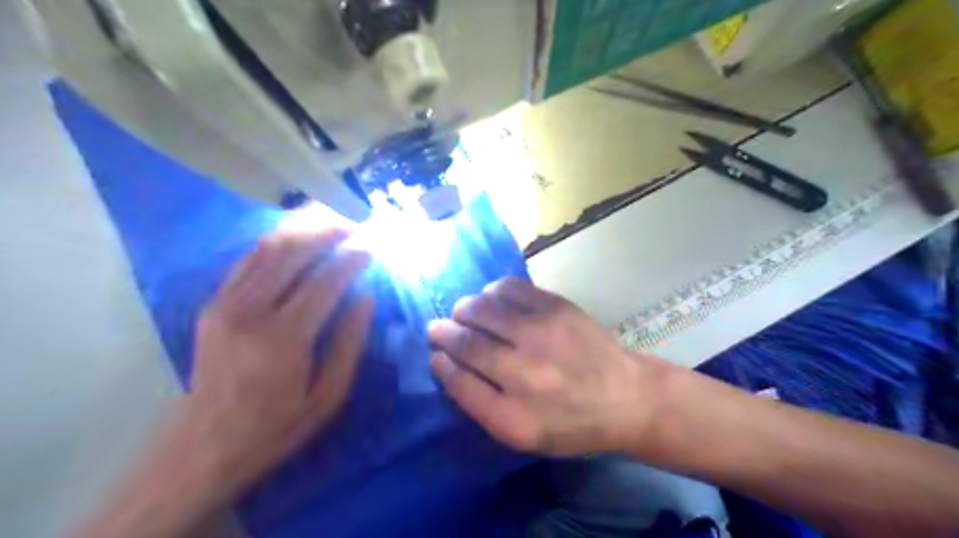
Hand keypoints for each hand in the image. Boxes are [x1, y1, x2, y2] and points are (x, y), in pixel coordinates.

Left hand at [179, 227, 372, 492]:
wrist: (203, 446)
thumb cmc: (276, 427)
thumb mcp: (328, 397)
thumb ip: (349, 343)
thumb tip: (366, 298)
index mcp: (284, 339)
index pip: (325, 281)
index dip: (352, 259)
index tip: (372, 248)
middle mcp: (251, 312)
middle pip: (293, 253)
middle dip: (328, 232)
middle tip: (355, 225)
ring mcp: (226, 304)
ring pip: (267, 249)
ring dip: (302, 229)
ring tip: (330, 221)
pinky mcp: (213, 305)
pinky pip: (247, 260)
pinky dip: (274, 243)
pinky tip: (295, 239)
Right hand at [426, 277, 660, 457]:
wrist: (624, 396)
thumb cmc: (568, 422)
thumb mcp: (521, 433)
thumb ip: (477, 402)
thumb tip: (445, 362)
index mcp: (514, 414)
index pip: (458, 379)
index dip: (439, 361)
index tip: (434, 352)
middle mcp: (525, 371)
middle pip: (466, 339)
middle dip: (444, 330)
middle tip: (439, 328)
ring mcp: (543, 332)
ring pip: (482, 307)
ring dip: (464, 309)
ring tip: (464, 314)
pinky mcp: (557, 306)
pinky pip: (509, 287)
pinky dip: (491, 291)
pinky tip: (492, 300)